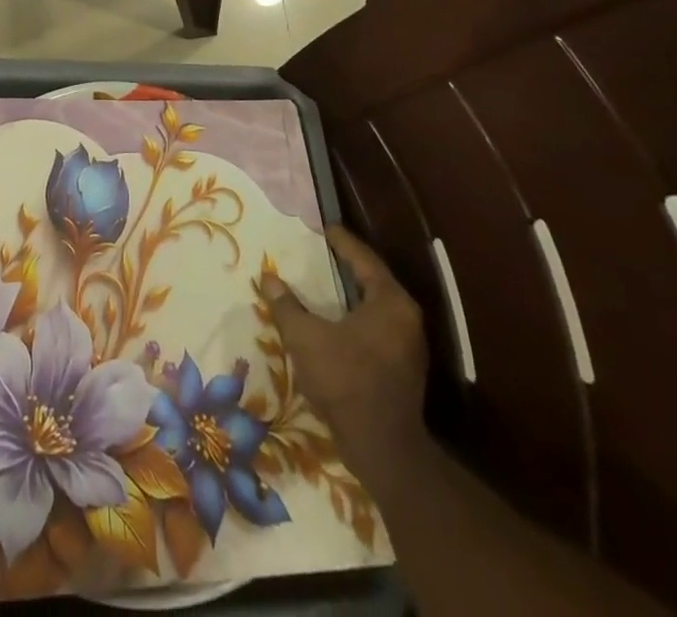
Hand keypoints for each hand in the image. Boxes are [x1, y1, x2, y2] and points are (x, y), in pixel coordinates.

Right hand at [260, 225, 429, 484]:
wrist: (382, 449)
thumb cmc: (345, 381)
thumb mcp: (305, 338)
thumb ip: (286, 305)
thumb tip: (268, 278)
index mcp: (390, 302)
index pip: (364, 259)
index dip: (341, 241)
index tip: (323, 227)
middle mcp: (406, 318)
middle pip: (372, 280)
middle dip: (345, 266)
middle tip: (319, 252)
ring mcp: (408, 345)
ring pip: (375, 306)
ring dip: (349, 294)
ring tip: (322, 283)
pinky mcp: (403, 368)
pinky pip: (376, 327)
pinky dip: (354, 317)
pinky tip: (333, 320)